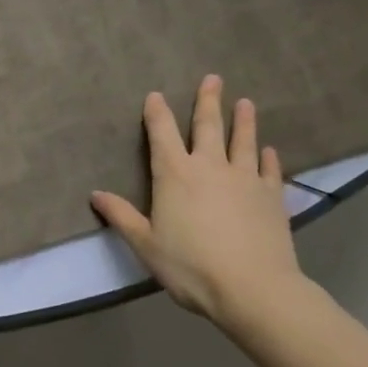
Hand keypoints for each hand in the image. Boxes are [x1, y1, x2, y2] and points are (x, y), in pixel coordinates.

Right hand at [91, 75, 307, 326]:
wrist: (253, 288)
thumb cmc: (191, 266)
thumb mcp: (146, 244)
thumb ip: (122, 217)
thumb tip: (95, 195)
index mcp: (175, 174)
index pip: (162, 133)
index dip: (157, 112)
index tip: (156, 94)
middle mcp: (210, 166)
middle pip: (208, 126)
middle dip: (208, 101)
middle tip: (213, 78)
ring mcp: (244, 179)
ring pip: (243, 141)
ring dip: (243, 120)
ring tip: (245, 102)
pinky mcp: (271, 196)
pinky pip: (269, 170)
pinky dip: (268, 158)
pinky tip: (269, 151)